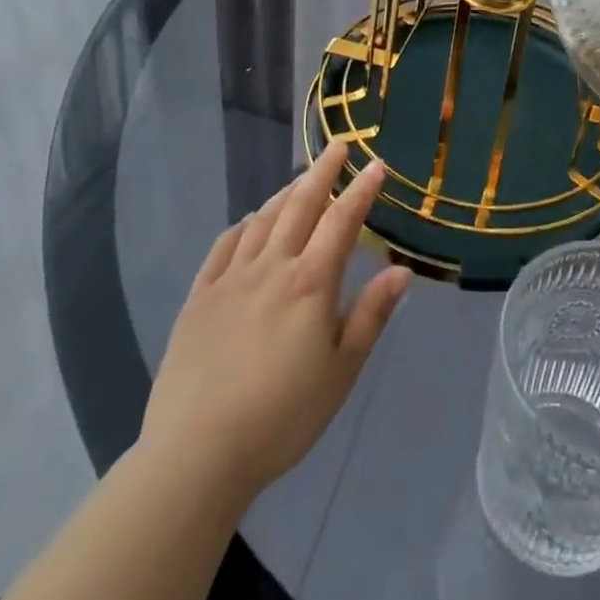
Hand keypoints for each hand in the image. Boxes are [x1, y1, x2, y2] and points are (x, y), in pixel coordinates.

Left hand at [137, 144, 412, 502]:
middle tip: (338, 146)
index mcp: (311, 282)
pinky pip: (223, 247)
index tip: (376, 165)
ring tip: (300, 180)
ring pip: (262, 220)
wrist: (197, 452)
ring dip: (285, 194)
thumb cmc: (283, 415)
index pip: (342, 221)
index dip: (361, 190)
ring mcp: (231, 279)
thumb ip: (371, 315)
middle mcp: (272, 267)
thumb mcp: (341, 371)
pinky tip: (248, 223)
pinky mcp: (199, 298)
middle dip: (323, 172)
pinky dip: (242, 226)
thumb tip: (401, 270)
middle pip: (301, 206)